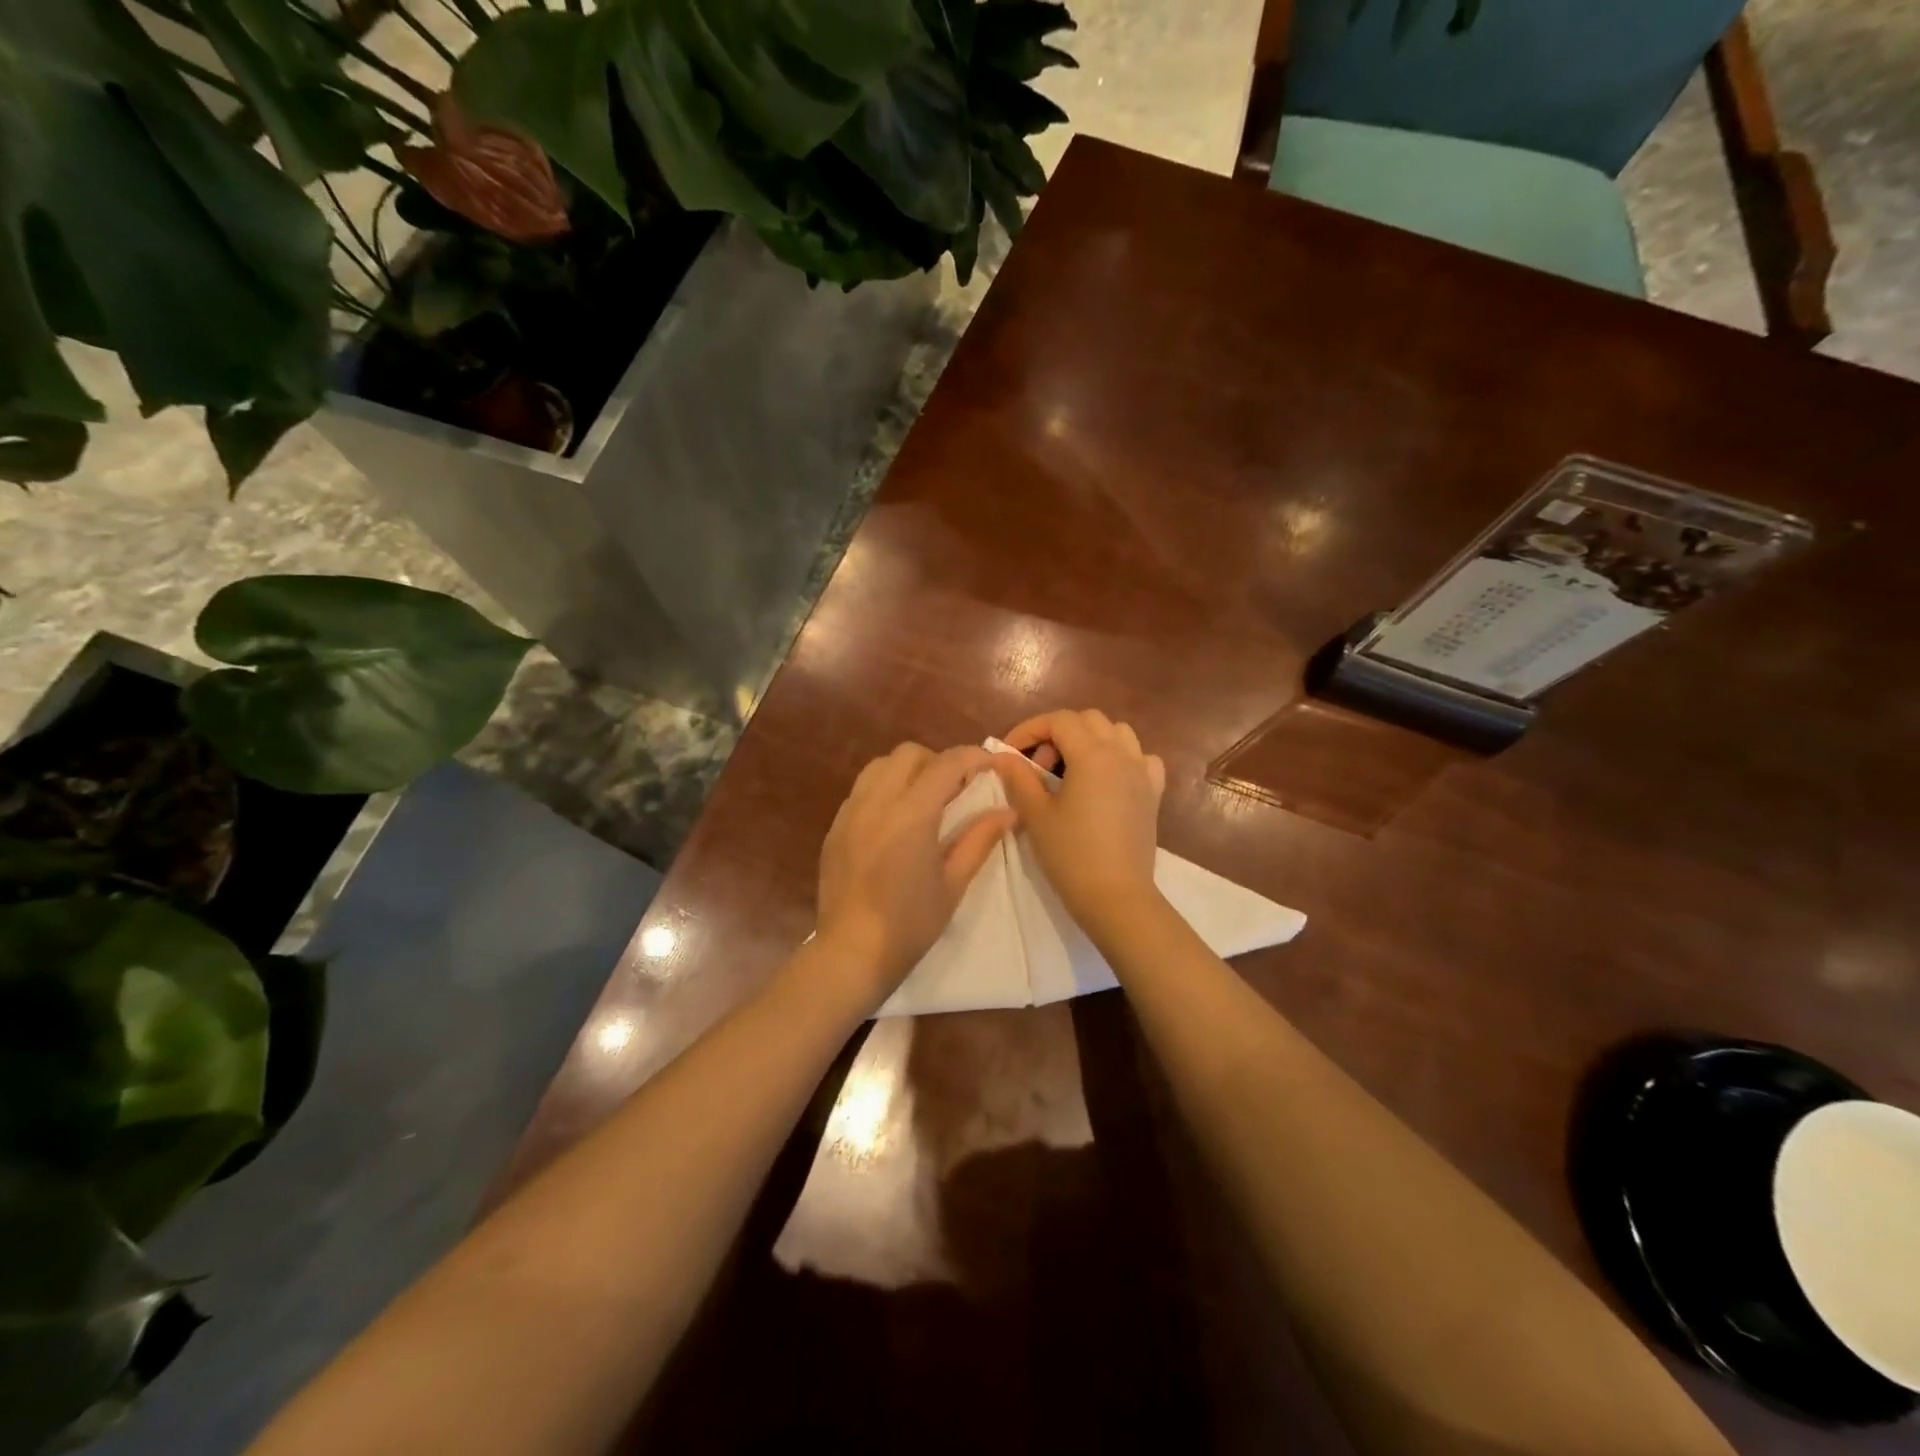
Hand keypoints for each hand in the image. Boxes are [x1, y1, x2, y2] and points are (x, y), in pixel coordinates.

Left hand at [816, 743, 1015, 1009]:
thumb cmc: (910, 924)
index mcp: (911, 813)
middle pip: (909, 753)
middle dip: (939, 761)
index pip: (946, 763)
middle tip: (958, 788)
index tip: (992, 765)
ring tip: (925, 800)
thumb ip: (980, 840)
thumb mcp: (953, 884)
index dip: (974, 757)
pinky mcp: (835, 827)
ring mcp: (850, 812)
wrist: (851, 953)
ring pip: (880, 765)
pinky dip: (884, 789)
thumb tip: (1008, 812)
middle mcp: (877, 801)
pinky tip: (895, 820)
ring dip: (908, 770)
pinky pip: (862, 789)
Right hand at [992, 710, 1166, 935]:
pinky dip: (1123, 758)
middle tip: (1040, 766)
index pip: (1059, 720)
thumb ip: (1019, 778)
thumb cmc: (1071, 855)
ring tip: (1071, 770)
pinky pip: (1142, 759)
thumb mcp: (1036, 814)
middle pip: (1089, 720)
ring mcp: (1142, 773)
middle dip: (1059, 733)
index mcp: (1092, 755)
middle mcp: (1122, 754)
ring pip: (1118, 733)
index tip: (1011, 753)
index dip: (1030, 729)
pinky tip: (1109, 779)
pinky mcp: (1153, 794)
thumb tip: (1003, 757)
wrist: (1116, 897)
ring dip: (1091, 740)